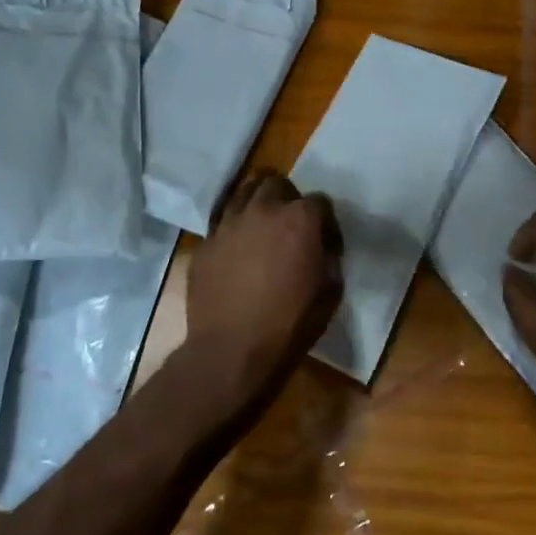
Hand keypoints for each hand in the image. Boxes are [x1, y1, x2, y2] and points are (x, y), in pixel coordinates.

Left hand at [176, 170, 343, 427]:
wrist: (232, 351)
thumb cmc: (290, 325)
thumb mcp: (330, 293)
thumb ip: (329, 260)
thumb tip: (322, 250)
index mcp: (300, 220)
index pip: (320, 201)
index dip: (326, 222)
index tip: (326, 243)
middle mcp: (263, 210)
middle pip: (276, 183)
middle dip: (287, 197)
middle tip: (289, 224)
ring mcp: (229, 224)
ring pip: (243, 192)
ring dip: (257, 202)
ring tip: (260, 223)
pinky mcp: (205, 243)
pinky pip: (222, 224)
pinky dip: (233, 230)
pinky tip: (236, 252)